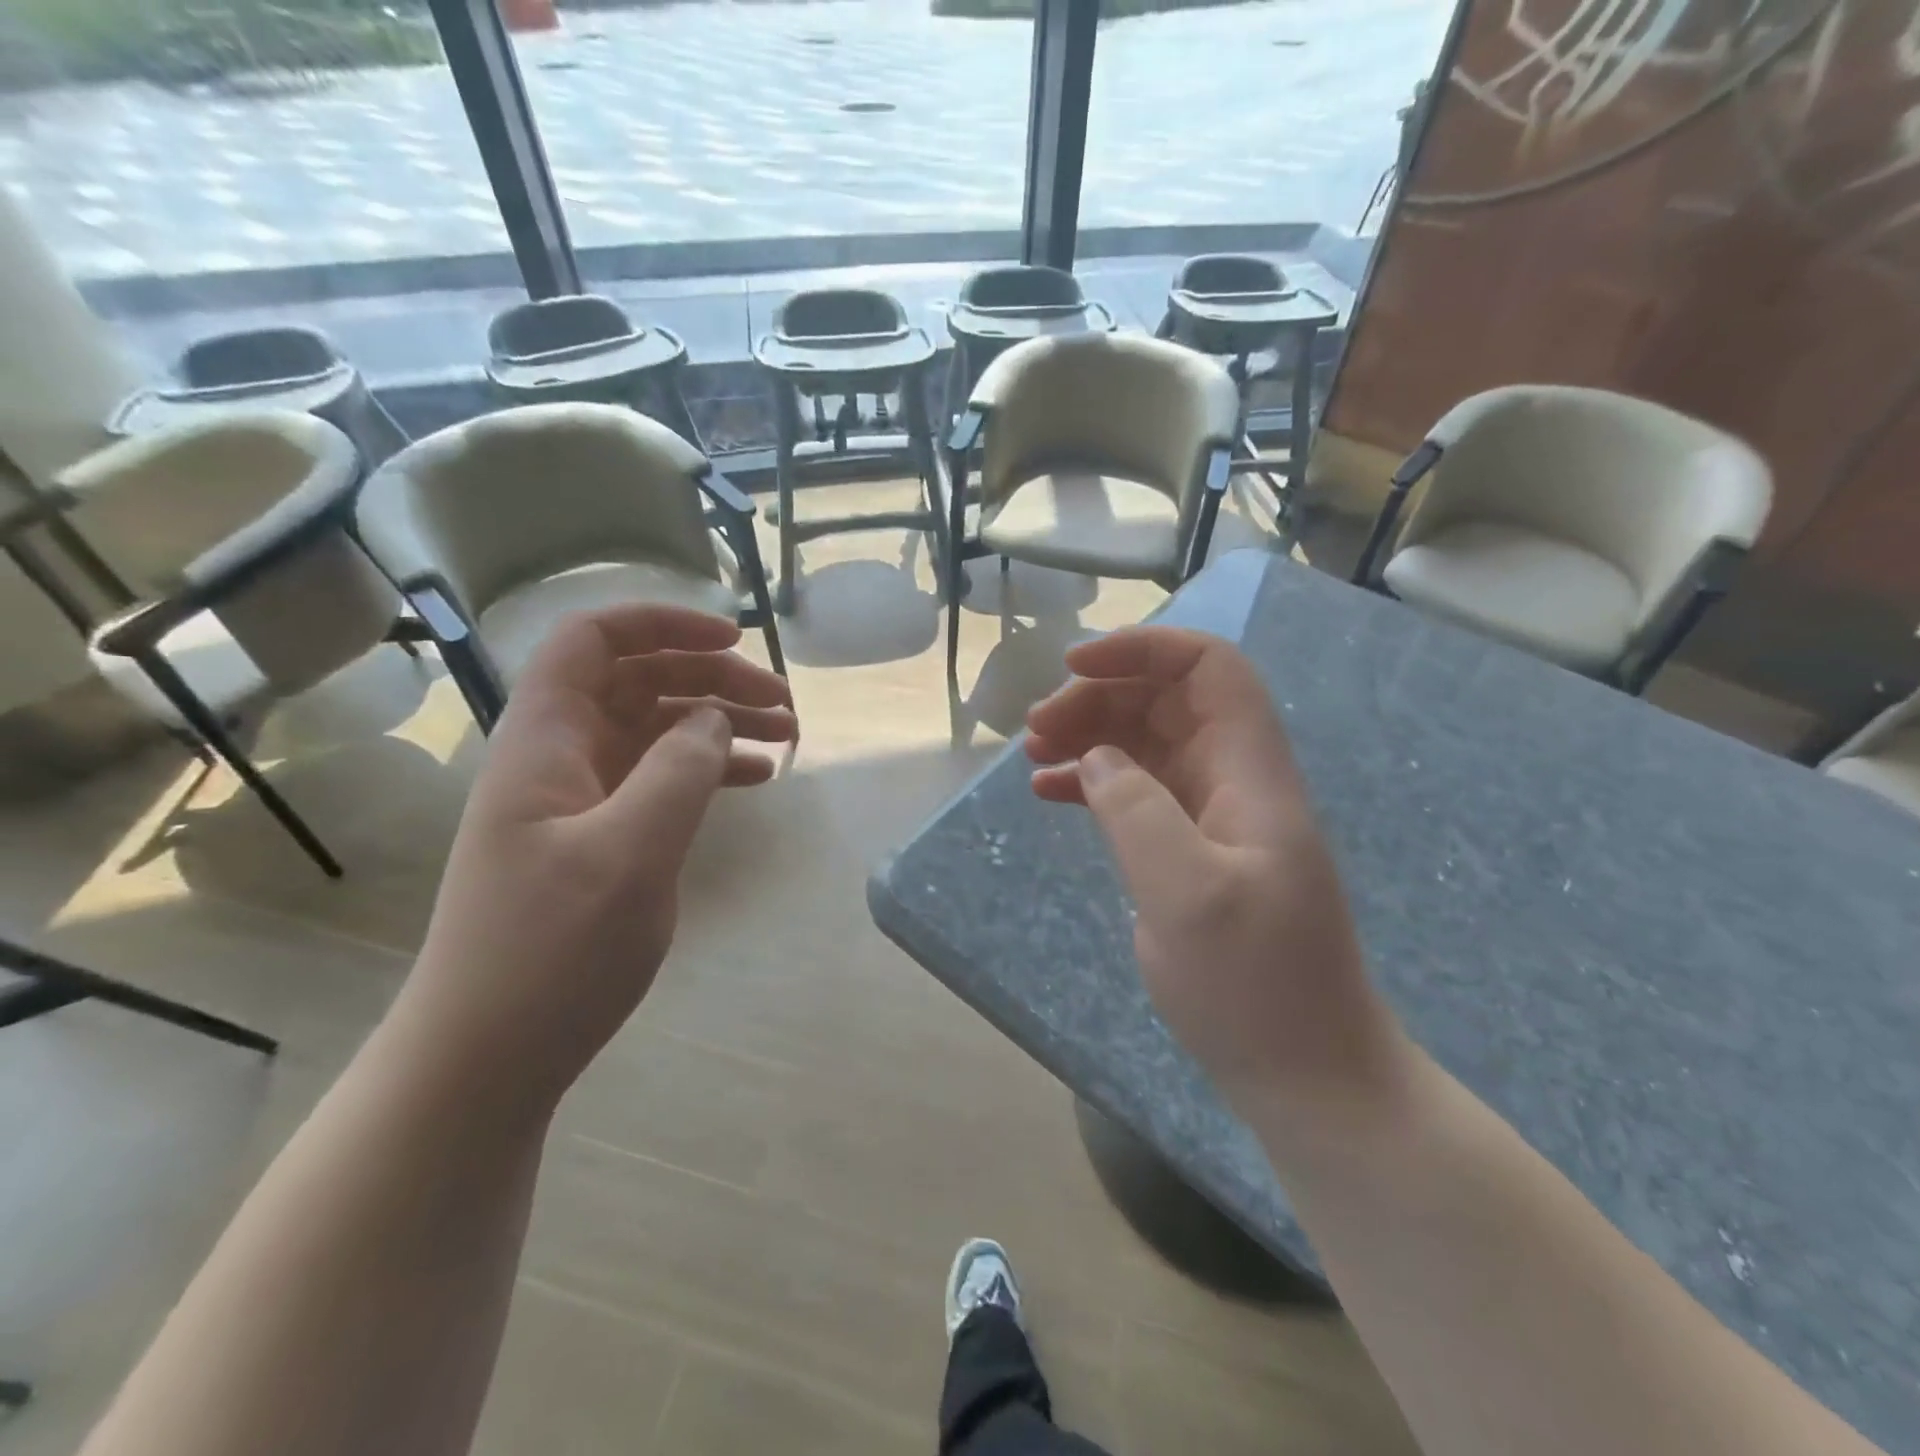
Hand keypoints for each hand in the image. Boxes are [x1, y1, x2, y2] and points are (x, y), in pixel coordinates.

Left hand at [400, 605, 795, 1114]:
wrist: (488, 1056)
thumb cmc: (550, 951)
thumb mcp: (629, 854)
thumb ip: (679, 772)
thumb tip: (715, 719)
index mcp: (544, 740)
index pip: (594, 640)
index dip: (662, 623)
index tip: (734, 638)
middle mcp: (558, 756)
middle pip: (638, 681)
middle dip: (712, 678)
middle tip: (784, 704)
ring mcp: (577, 800)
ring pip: (655, 730)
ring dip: (718, 723)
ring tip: (788, 737)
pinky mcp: (597, 838)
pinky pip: (658, 779)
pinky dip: (707, 769)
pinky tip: (754, 780)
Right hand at [1025, 627, 1401, 1109]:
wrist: (1306, 1075)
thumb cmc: (1255, 987)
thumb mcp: (1187, 895)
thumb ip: (1136, 812)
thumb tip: (1096, 759)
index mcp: (1250, 773)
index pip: (1210, 669)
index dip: (1145, 649)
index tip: (1074, 666)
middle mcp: (1233, 780)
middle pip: (1166, 700)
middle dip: (1099, 696)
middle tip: (1036, 728)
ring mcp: (1212, 817)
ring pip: (1145, 743)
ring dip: (1090, 735)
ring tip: (1033, 754)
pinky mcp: (1191, 852)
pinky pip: (1136, 792)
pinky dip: (1093, 781)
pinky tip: (1049, 792)